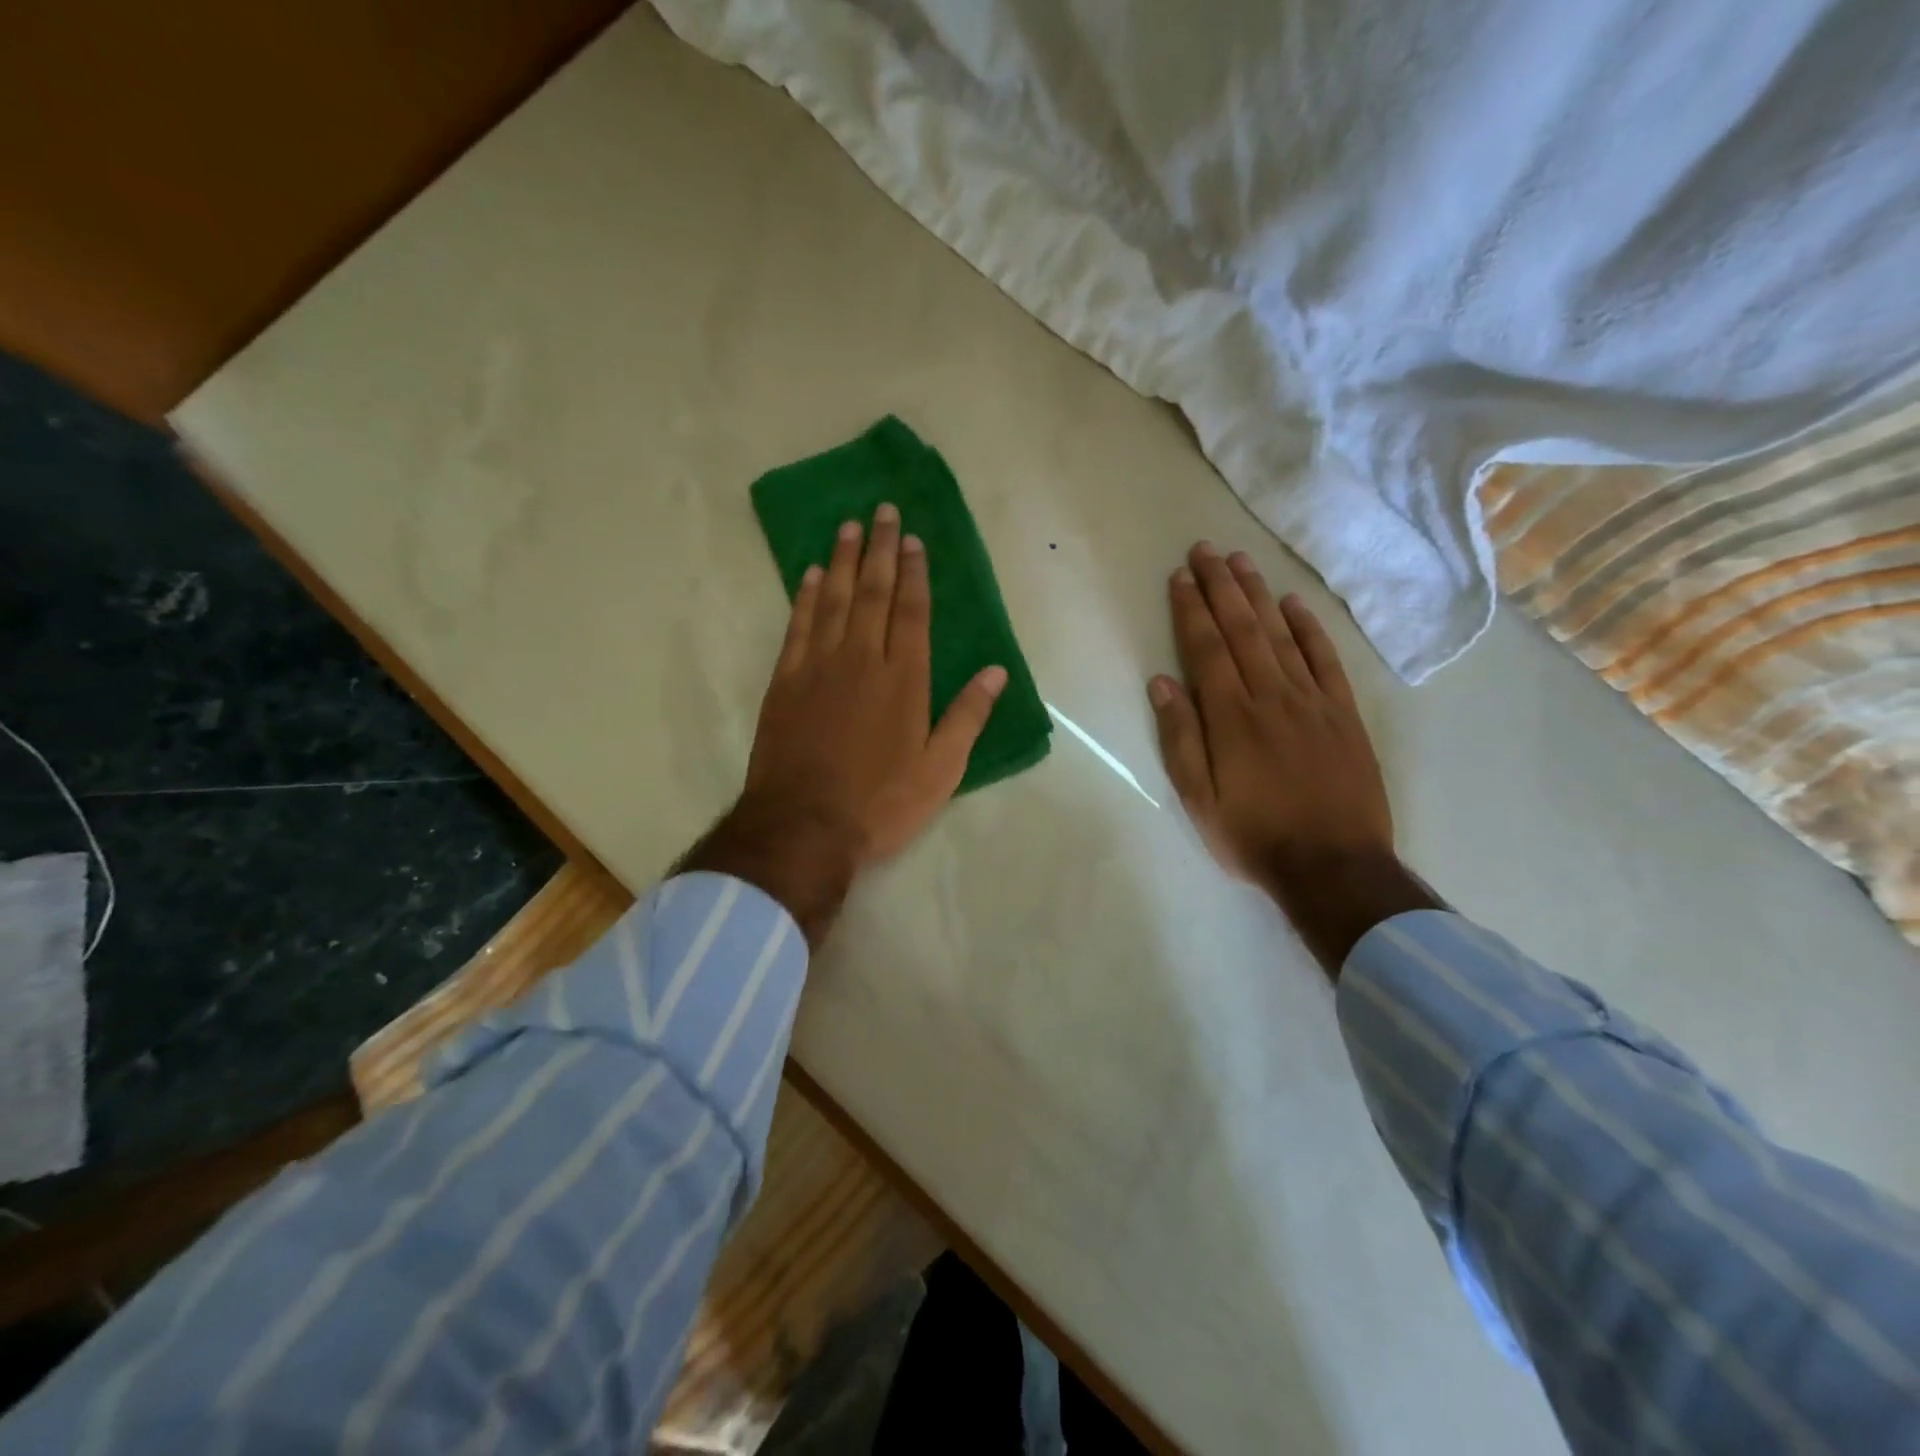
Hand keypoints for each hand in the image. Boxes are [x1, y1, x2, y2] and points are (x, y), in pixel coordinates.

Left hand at [743, 503, 1007, 862]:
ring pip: (834, 600)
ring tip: (849, 526)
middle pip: (873, 592)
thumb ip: (968, 716)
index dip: (914, 573)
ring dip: (844, 560)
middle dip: (880, 549)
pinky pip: (798, 625)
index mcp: (904, 679)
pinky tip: (813, 574)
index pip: (911, 611)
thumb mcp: (940, 770)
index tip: (914, 540)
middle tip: (882, 510)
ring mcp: (818, 667)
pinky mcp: (785, 682)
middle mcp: (862, 660)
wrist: (804, 826)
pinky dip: (806, 596)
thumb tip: (997, 672)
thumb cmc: (881, 802)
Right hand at [1148, 542, 1435, 975]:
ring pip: (1280, 635)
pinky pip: (1325, 660)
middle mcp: (1270, 695)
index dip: (1191, 609)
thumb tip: (1162, 683)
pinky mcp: (1343, 714)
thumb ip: (1180, 737)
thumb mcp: (1198, 798)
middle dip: (1221, 586)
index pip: (1206, 648)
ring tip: (1241, 562)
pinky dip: (1308, 629)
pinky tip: (1293, 605)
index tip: (1180, 577)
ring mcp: (1312, 701)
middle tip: (1205, 550)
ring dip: (1258, 595)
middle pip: (1242, 629)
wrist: (1334, 865)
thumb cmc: (1254, 835)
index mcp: (1230, 716)